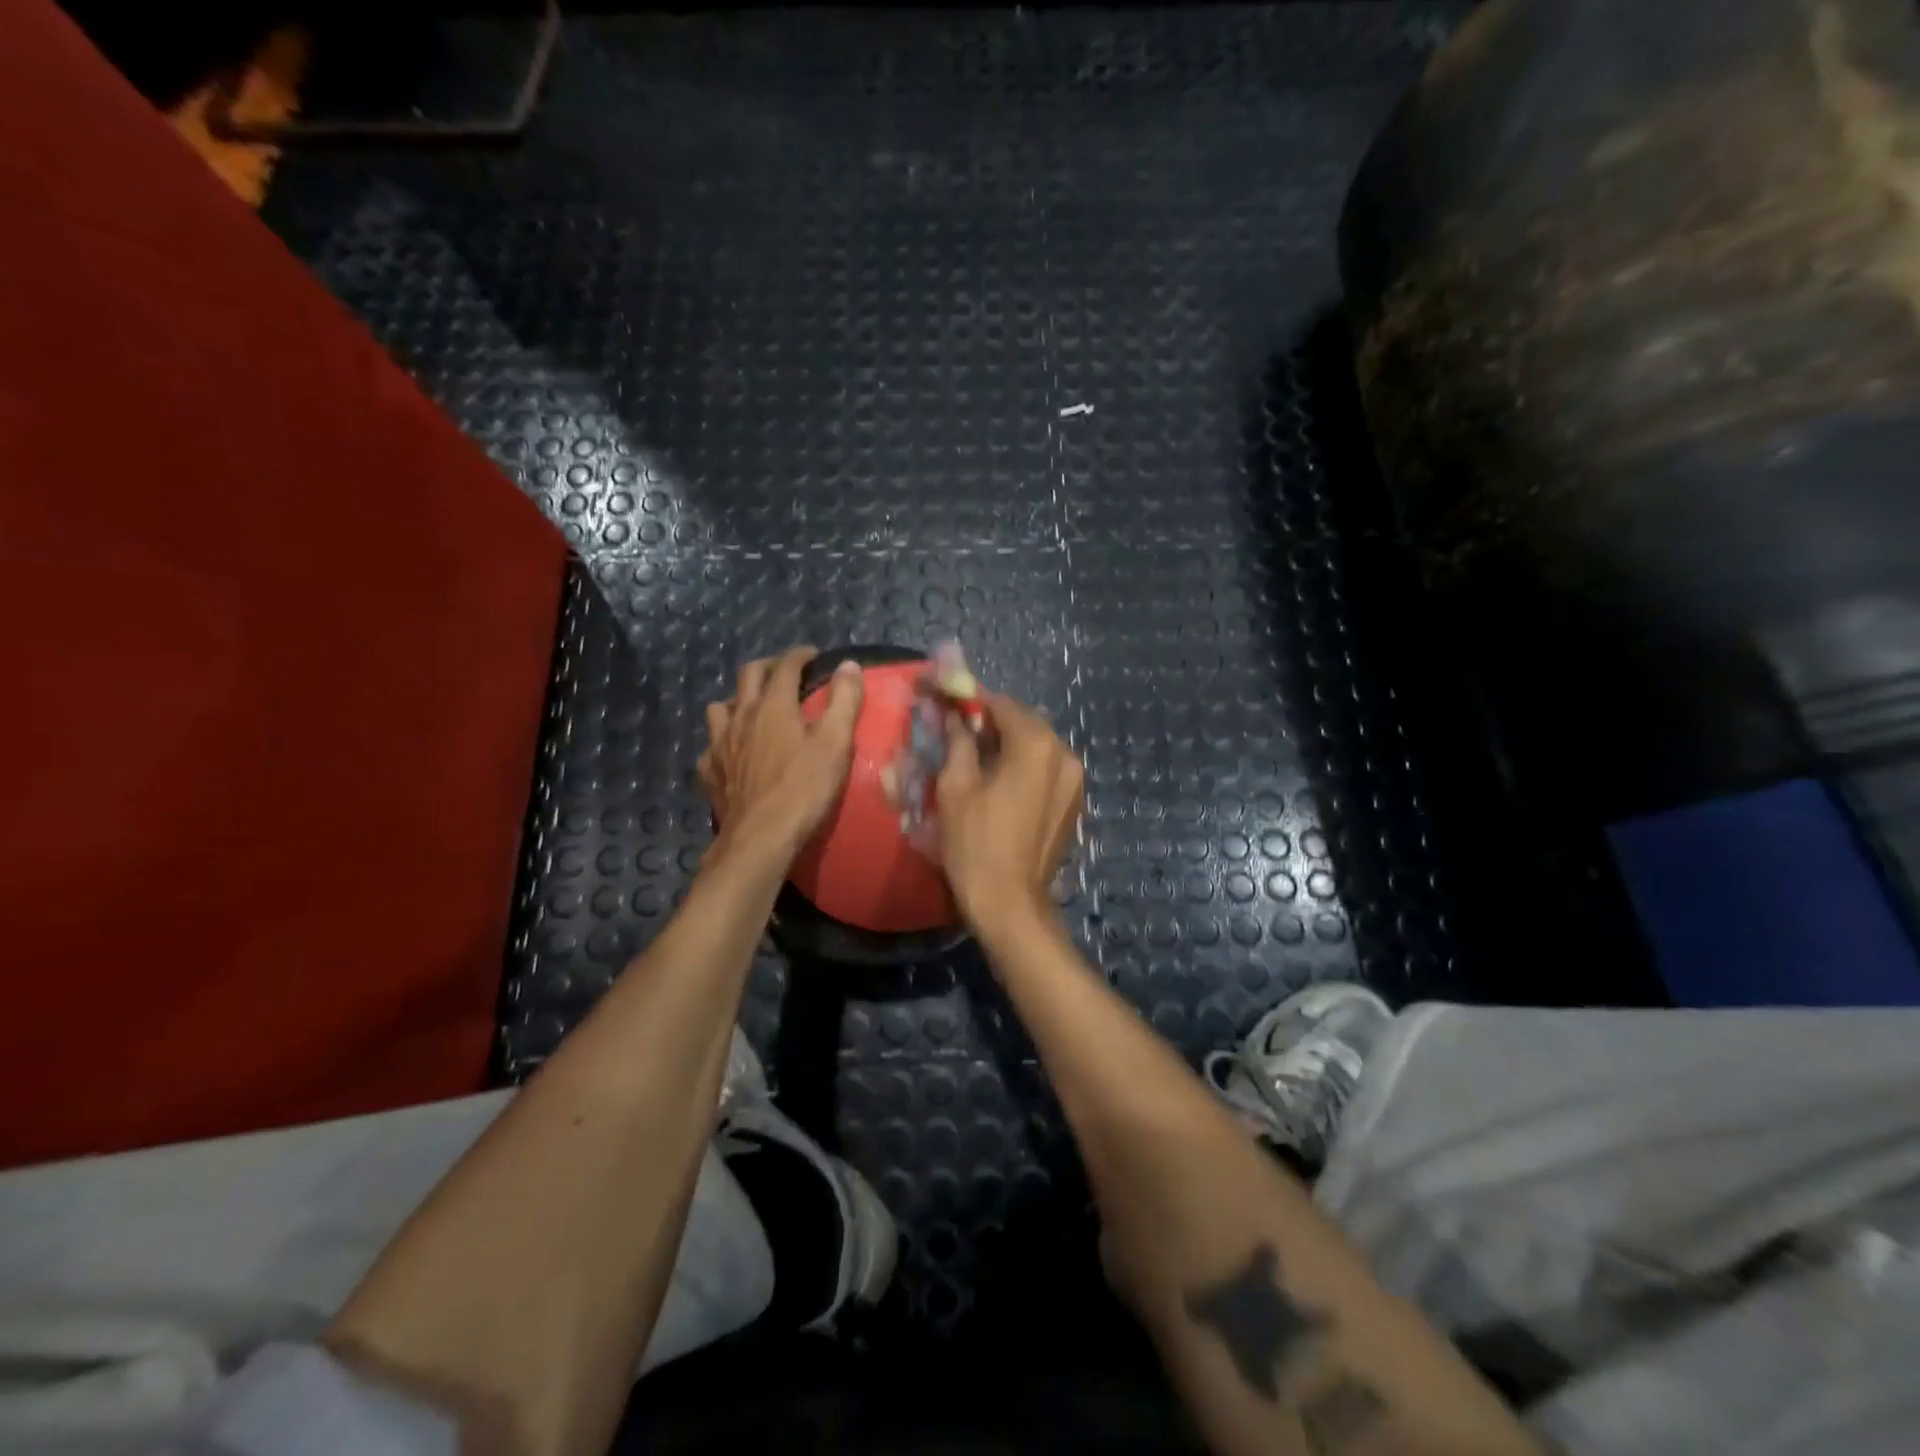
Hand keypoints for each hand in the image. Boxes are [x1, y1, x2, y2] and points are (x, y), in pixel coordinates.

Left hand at [698, 647, 863, 863]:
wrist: (760, 838)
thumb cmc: (804, 789)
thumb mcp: (835, 743)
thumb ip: (844, 701)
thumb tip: (848, 665)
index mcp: (773, 705)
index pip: (785, 666)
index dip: (800, 655)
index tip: (813, 655)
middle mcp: (741, 716)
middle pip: (748, 676)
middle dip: (768, 667)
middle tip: (785, 673)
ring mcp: (719, 744)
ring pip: (721, 706)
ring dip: (739, 699)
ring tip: (753, 709)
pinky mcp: (709, 771)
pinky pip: (711, 744)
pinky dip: (724, 739)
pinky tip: (733, 752)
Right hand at [937, 691, 1084, 937]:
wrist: (1010, 903)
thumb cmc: (976, 843)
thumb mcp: (956, 786)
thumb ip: (958, 741)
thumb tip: (955, 716)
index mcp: (1036, 744)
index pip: (1001, 704)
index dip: (972, 702)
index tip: (948, 705)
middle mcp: (1065, 754)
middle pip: (1024, 722)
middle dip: (992, 723)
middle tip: (960, 734)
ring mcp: (1075, 780)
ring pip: (1038, 746)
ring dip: (1010, 745)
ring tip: (978, 760)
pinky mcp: (1075, 802)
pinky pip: (1048, 769)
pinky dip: (1026, 766)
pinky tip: (1002, 783)